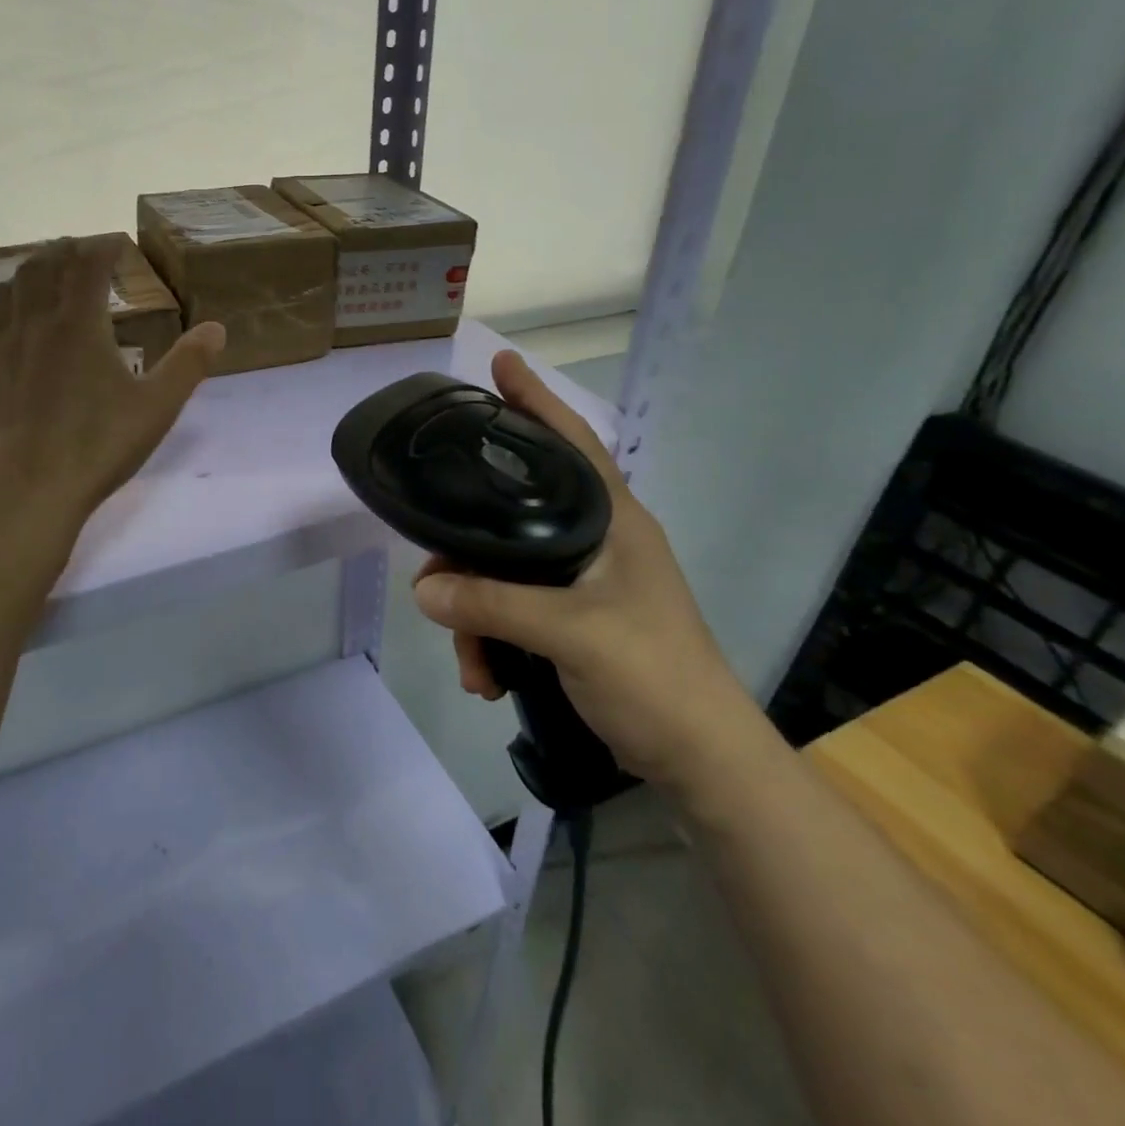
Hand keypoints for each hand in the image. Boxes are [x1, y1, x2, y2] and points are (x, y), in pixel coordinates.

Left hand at [0, 238, 225, 528]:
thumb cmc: (99, 445)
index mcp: (79, 324)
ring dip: (27, 271)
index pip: (88, 266)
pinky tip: (3, 317)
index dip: (103, 248)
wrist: (30, 487)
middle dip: (63, 252)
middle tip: (78, 251)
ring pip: (8, 289)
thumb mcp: (157, 406)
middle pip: (44, 267)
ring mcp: (1, 346)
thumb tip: (217, 329)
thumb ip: (188, 364)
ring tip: (40, 273)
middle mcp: (36, 323)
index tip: (115, 245)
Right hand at [412, 350, 771, 798]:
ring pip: (503, 570)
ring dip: (475, 614)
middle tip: (433, 572)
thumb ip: (493, 604)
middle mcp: (594, 539)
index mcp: (611, 520)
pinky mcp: (572, 619)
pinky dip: (492, 639)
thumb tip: (423, 588)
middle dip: (467, 549)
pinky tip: (486, 676)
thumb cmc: (653, 676)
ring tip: (472, 663)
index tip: (498, 365)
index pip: (570, 440)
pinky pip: (512, 610)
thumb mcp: (571, 634)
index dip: (534, 400)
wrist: (701, 760)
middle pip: (512, 515)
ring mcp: (582, 581)